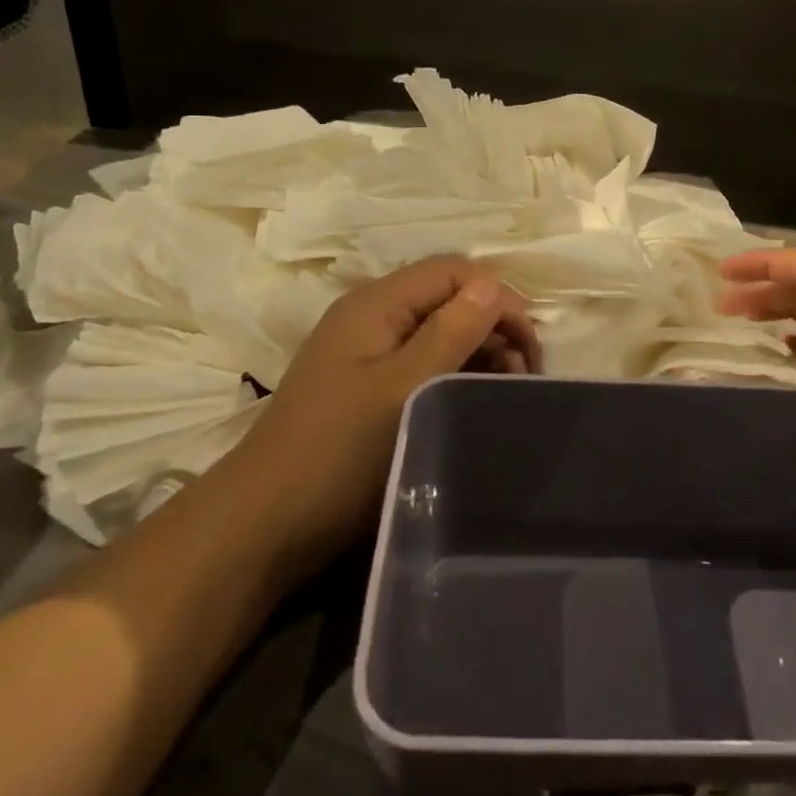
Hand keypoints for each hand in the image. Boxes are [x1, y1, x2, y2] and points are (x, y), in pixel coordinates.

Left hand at [243, 256, 539, 563]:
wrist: (264, 523)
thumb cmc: (339, 451)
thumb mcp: (403, 388)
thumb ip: (450, 332)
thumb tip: (492, 284)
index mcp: (376, 304)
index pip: (453, 273)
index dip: (497, 298)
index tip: (530, 348)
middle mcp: (372, 317)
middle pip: (447, 298)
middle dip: (493, 326)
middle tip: (524, 376)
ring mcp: (366, 352)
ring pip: (438, 331)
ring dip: (479, 352)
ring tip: (505, 392)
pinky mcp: (367, 387)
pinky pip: (422, 363)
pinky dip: (455, 373)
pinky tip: (473, 401)